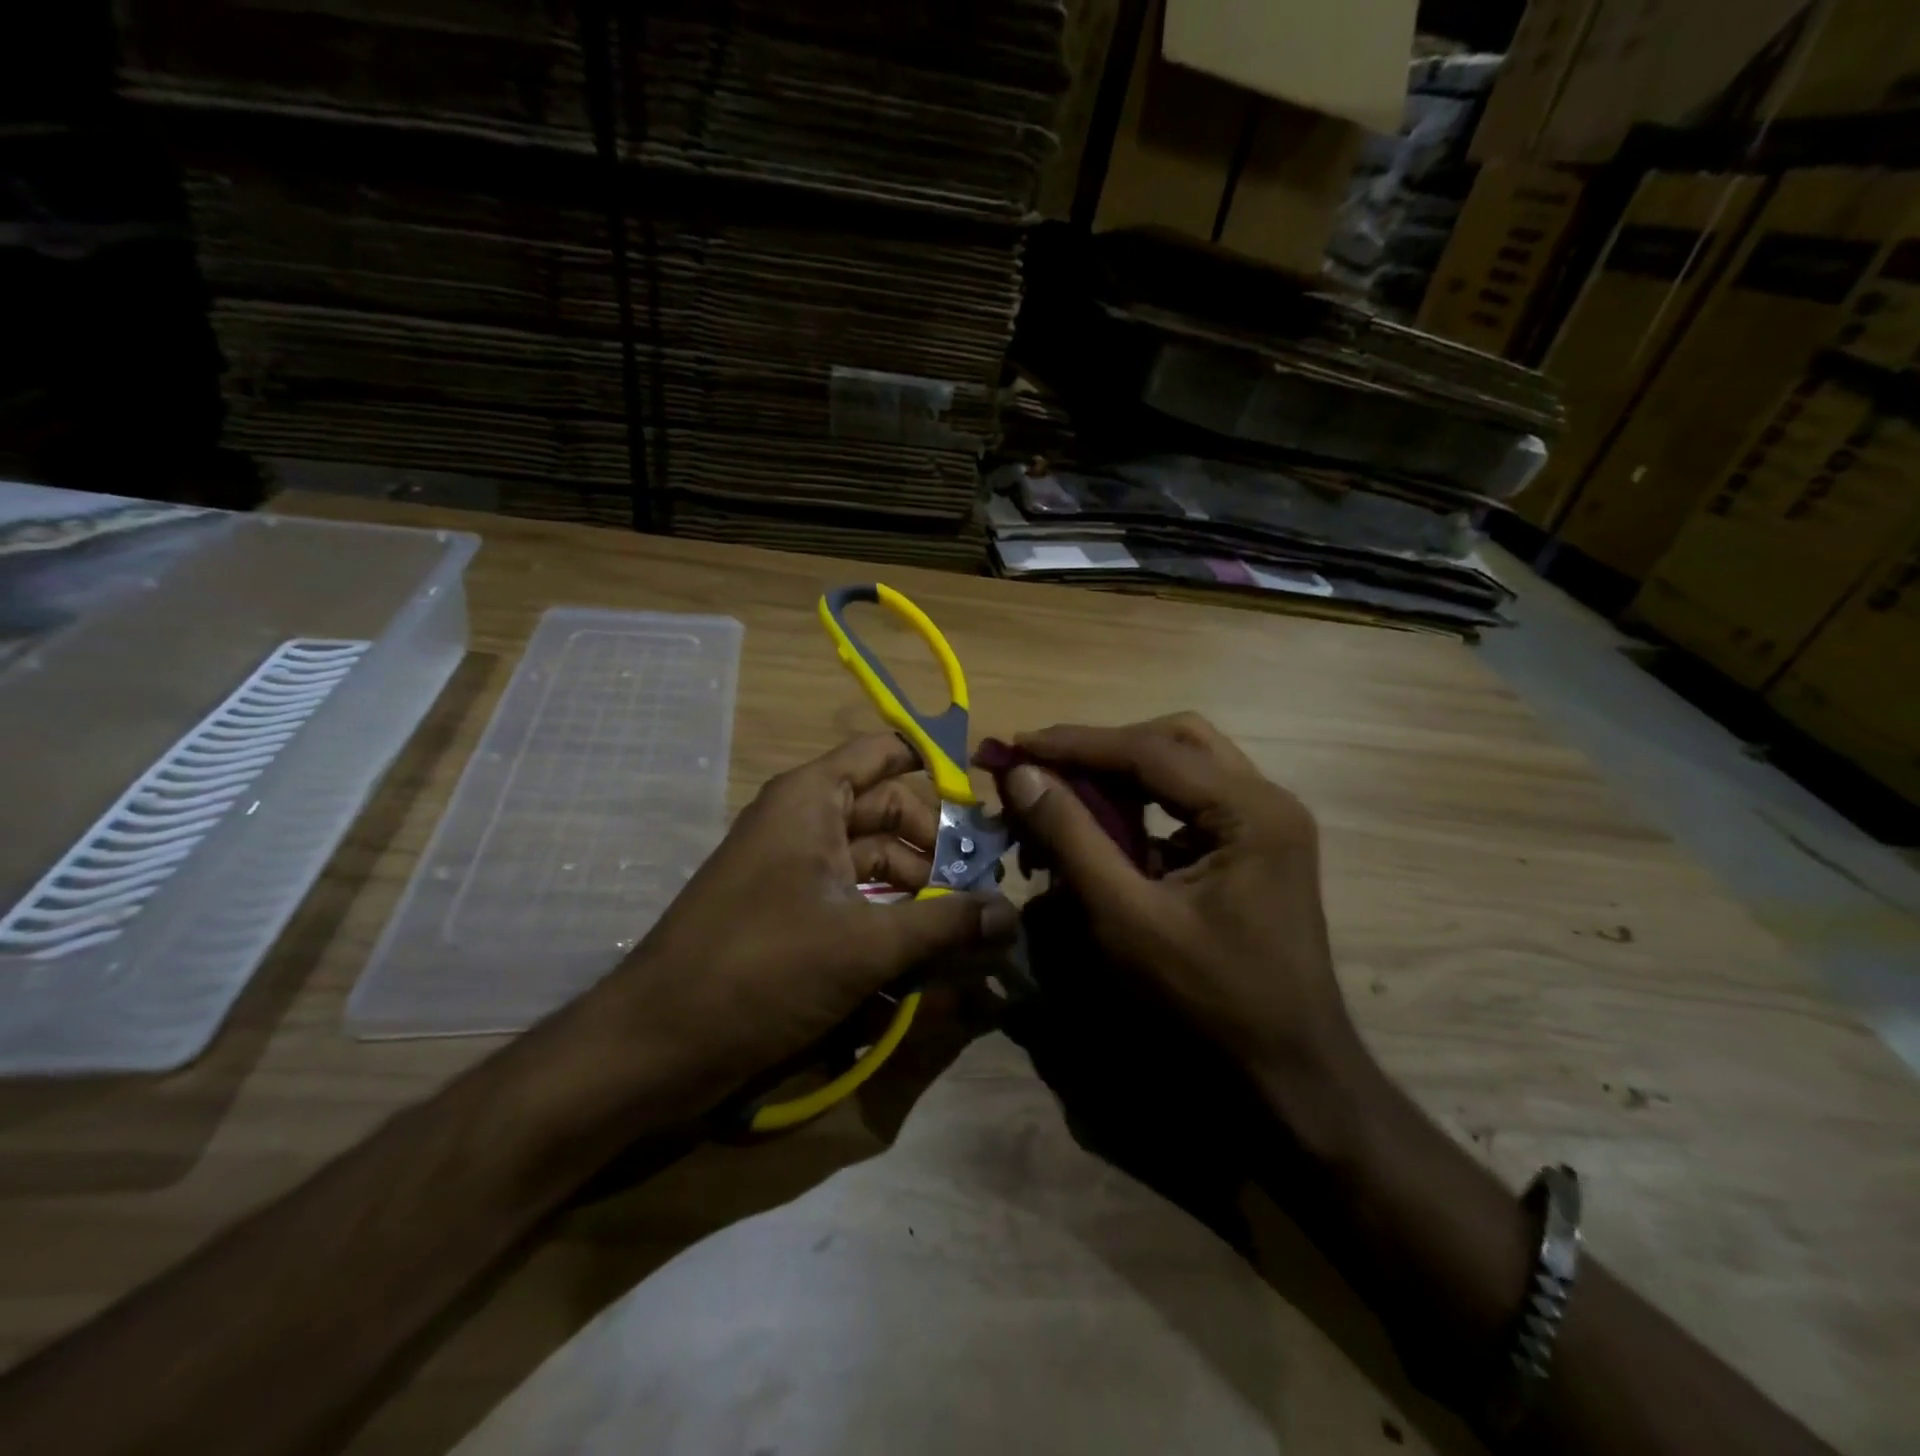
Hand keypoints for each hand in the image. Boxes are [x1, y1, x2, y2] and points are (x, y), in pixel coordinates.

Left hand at [603, 733, 1017, 1111]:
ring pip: (879, 865)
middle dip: (942, 852)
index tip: (986, 808)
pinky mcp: (796, 916)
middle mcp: (807, 822)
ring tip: (974, 935)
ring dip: (925, 896)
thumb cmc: (760, 969)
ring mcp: (799, 870)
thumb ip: (944, 925)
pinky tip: (933, 959)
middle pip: (893, 814)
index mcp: (813, 798)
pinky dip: (895, 923)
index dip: (936, 767)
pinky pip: (859, 902)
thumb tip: (1012, 917)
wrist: (657, 1045)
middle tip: (990, 892)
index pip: (885, 752)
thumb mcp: (864, 944)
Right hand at [988, 714, 1357, 1083]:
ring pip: (1182, 767)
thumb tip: (1022, 775)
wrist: (1287, 1071)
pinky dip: (1142, 806)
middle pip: (1174, 741)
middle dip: (1103, 750)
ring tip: (1063, 797)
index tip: (1016, 745)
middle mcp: (1265, 800)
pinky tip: (1104, 831)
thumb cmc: (1208, 998)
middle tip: (1045, 767)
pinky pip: (1189, 804)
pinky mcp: (1252, 848)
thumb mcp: (1127, 916)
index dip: (1075, 744)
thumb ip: (1072, 837)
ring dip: (1120, 776)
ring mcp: (1264, 823)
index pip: (1150, 750)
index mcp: (1250, 809)